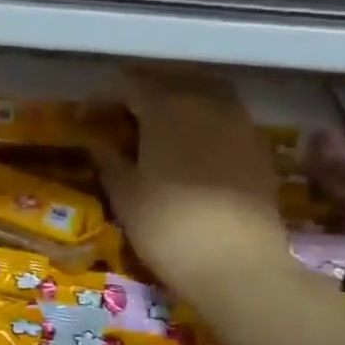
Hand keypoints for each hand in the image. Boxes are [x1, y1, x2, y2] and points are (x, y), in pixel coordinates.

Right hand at [92, 68, 291, 300]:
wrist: (240, 268)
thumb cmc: (169, 228)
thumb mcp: (125, 194)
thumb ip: (108, 159)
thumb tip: (96, 141)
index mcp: (166, 107)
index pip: (127, 84)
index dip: (102, 96)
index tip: (85, 116)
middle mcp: (205, 102)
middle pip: (168, 77)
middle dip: (140, 87)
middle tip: (119, 109)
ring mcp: (238, 121)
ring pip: (203, 89)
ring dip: (176, 94)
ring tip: (157, 119)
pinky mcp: (258, 145)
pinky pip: (226, 112)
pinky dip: (204, 114)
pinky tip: (192, 139)